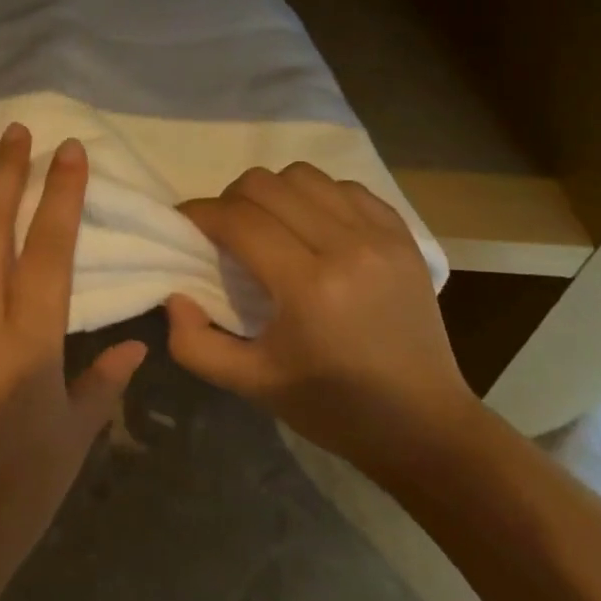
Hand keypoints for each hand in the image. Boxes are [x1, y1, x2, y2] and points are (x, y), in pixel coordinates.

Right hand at [166, 163, 476, 483]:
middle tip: (223, 232)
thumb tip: (175, 295)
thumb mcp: (251, 386)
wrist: (424, 424)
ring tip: (267, 226)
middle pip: (266, 185)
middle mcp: (347, 247)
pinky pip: (345, 187)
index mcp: (308, 288)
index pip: (238, 220)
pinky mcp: (403, 236)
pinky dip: (316, 196)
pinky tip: (311, 227)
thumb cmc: (332, 407)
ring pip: (304, 176)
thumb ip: (195, 344)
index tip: (183, 226)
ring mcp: (380, 236)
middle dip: (229, 200)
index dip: (198, 214)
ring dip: (272, 193)